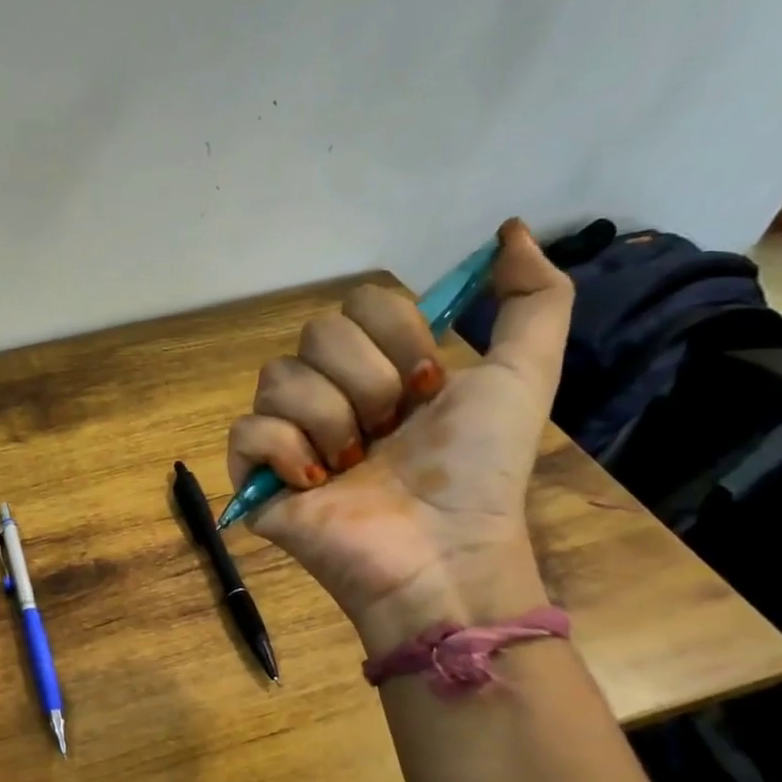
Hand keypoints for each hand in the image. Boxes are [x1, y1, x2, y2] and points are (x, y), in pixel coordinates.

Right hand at [227, 219, 572, 642]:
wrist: (442, 551)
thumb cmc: (479, 471)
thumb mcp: (523, 377)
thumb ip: (534, 300)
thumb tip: (507, 230)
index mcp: (381, 367)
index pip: (359, 302)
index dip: (397, 336)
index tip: (429, 388)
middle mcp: (330, 392)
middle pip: (315, 334)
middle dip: (366, 382)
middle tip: (390, 433)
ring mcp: (289, 435)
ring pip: (277, 379)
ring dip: (330, 422)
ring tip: (353, 468)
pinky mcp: (256, 476)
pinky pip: (246, 430)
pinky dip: (283, 450)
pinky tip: (314, 484)